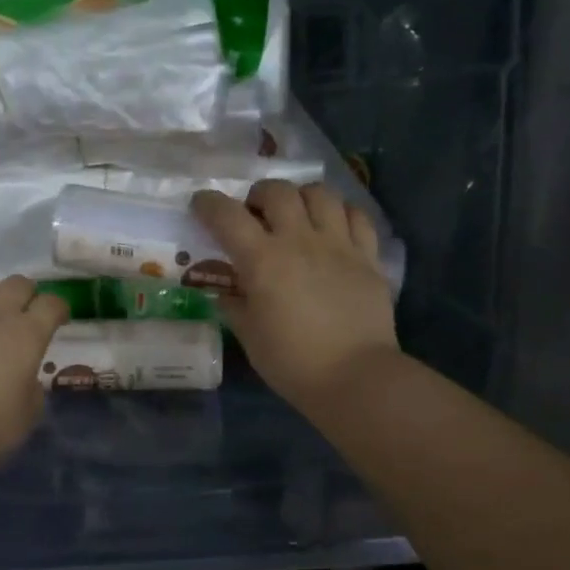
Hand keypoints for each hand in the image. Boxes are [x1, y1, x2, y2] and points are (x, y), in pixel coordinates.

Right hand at [191, 181, 397, 411]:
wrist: (355, 378)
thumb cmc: (292, 362)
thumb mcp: (250, 337)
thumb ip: (235, 305)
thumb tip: (227, 291)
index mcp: (262, 260)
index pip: (227, 216)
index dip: (208, 204)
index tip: (201, 205)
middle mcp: (299, 240)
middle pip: (277, 191)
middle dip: (258, 195)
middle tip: (254, 214)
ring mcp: (338, 244)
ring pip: (320, 193)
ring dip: (300, 197)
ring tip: (296, 215)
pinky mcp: (368, 256)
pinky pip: (356, 216)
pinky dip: (341, 213)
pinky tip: (333, 227)